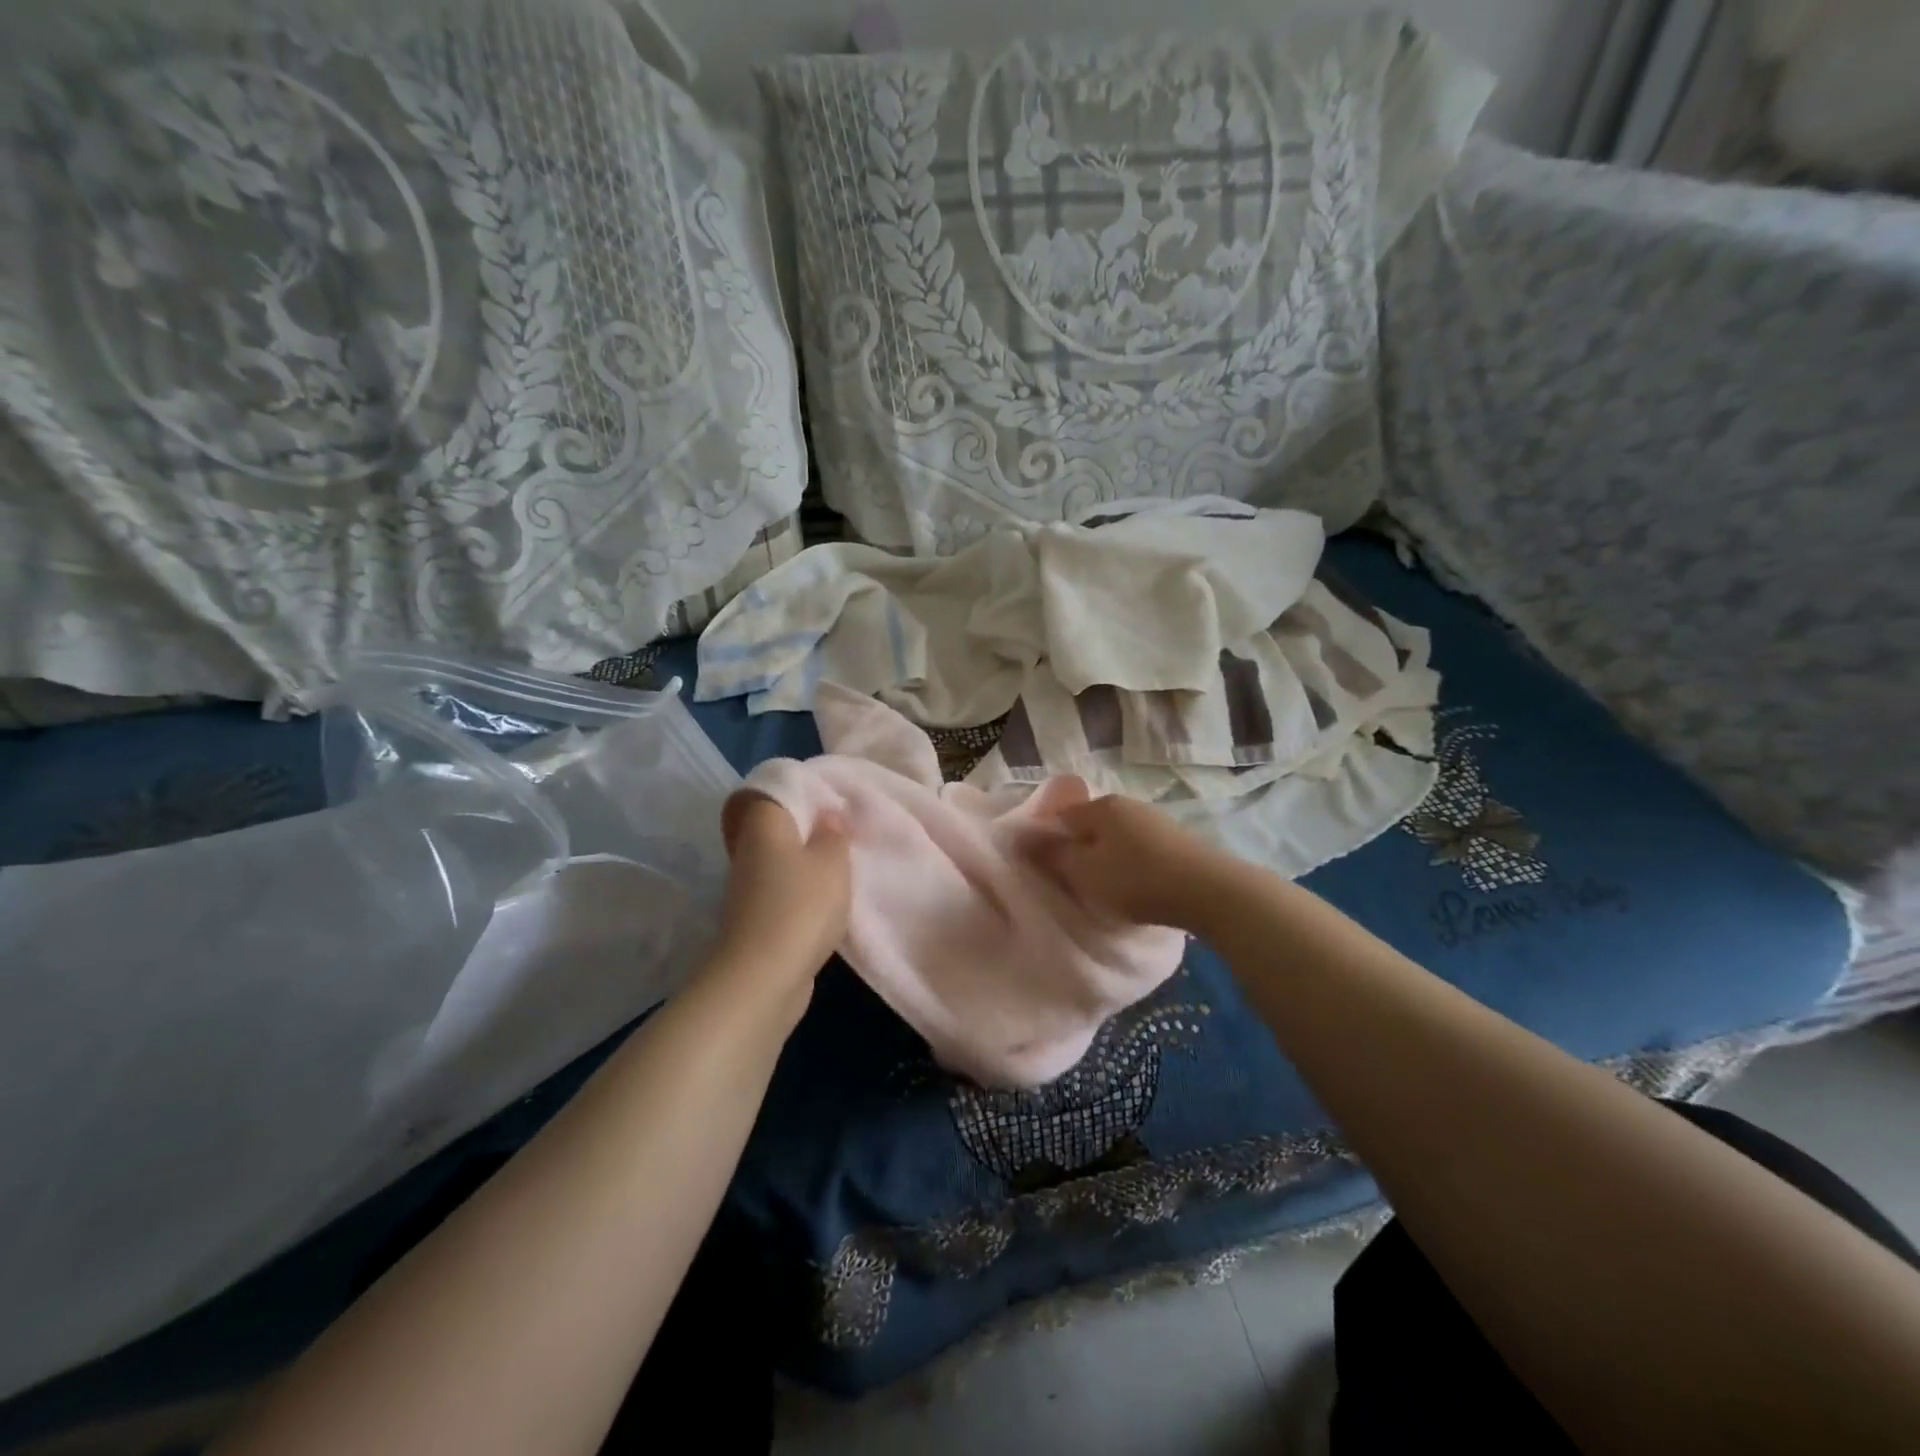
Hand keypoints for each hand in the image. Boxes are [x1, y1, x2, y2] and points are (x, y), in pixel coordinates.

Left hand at [710, 791, 850, 990]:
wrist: (764, 977)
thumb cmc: (801, 905)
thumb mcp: (832, 861)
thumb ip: (833, 834)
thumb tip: (826, 816)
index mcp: (764, 826)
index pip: (773, 793)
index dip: (802, 793)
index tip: (832, 801)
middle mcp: (748, 851)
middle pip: (778, 829)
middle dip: (809, 830)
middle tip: (844, 834)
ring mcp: (748, 888)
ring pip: (781, 862)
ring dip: (807, 864)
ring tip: (842, 867)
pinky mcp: (755, 920)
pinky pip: (783, 892)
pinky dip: (803, 893)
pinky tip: (828, 901)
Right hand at [1025, 787, 1231, 931]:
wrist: (1211, 891)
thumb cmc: (1137, 880)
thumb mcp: (1084, 873)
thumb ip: (1052, 855)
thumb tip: (1023, 837)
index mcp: (1101, 806)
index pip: (1060, 814)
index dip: (1048, 838)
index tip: (1045, 867)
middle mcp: (1128, 804)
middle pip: (1090, 824)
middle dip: (1079, 848)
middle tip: (1073, 880)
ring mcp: (1156, 820)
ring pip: (1117, 836)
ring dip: (1107, 857)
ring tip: (1104, 887)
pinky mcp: (1178, 840)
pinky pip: (1141, 848)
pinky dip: (1132, 863)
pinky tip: (1136, 885)